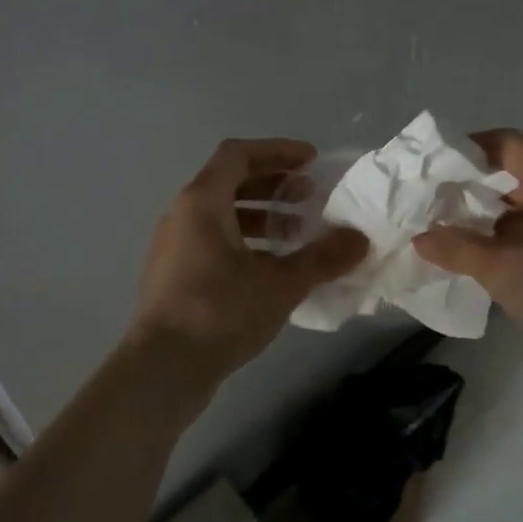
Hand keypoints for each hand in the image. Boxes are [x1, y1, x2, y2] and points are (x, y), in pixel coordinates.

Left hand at [127, 139, 367, 393]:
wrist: (162, 370)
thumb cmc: (219, 312)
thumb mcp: (280, 283)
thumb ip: (322, 258)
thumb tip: (360, 240)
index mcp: (202, 202)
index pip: (239, 154)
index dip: (278, 151)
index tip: (312, 161)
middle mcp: (184, 216)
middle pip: (231, 182)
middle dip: (275, 186)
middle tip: (311, 198)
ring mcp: (176, 247)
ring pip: (224, 216)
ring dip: (264, 217)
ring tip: (299, 235)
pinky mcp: (177, 276)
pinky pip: (216, 242)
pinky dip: (248, 242)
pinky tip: (276, 269)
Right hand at [413, 130, 522, 393]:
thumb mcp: (499, 265)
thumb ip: (455, 247)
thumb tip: (420, 238)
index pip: (503, 142)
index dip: (465, 149)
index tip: (430, 168)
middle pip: (509, 174)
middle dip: (467, 189)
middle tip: (427, 204)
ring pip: (516, 209)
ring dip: (481, 220)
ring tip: (439, 233)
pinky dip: (499, 242)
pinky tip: (469, 260)